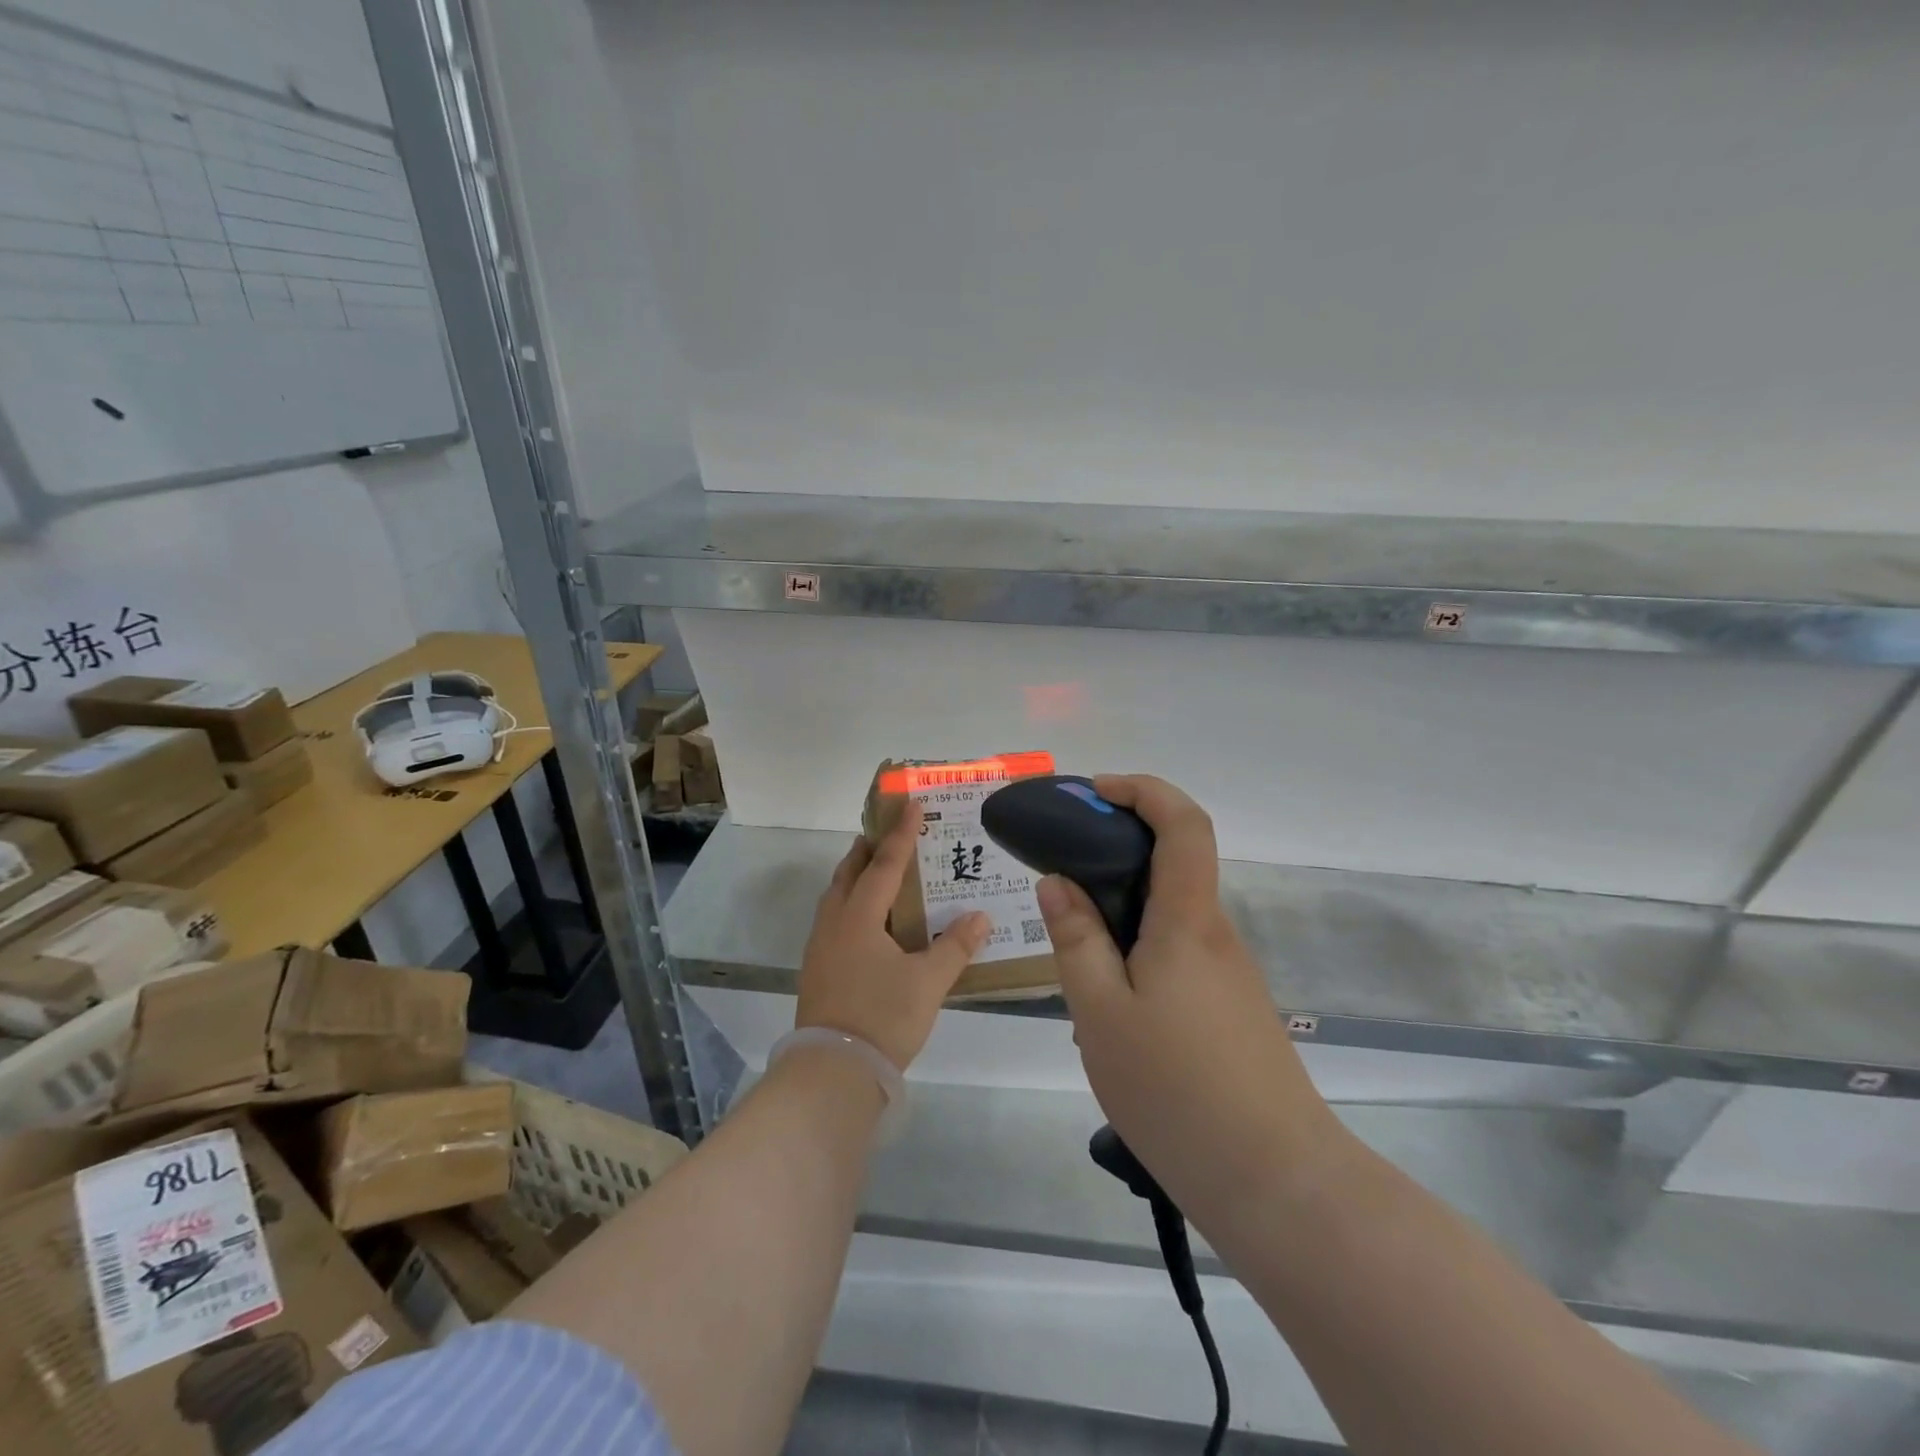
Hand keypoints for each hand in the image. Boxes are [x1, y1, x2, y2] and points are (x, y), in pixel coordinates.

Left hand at [797, 801, 989, 1070]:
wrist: (833, 1070)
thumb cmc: (883, 1017)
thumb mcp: (928, 983)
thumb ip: (955, 946)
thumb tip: (980, 916)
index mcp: (860, 916)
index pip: (885, 863)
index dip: (901, 833)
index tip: (911, 804)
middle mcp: (835, 922)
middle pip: (850, 872)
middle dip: (869, 848)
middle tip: (890, 833)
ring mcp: (821, 946)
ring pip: (838, 895)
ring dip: (857, 875)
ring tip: (879, 871)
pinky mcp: (817, 968)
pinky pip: (834, 918)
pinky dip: (851, 903)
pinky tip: (869, 922)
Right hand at [1037, 775, 1338, 1213]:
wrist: (1274, 1181)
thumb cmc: (1176, 1088)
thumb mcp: (1100, 1012)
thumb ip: (1076, 939)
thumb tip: (1058, 882)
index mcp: (1187, 920)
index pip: (1183, 823)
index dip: (1142, 791)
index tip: (1093, 793)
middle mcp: (1215, 932)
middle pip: (1173, 862)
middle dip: (1116, 849)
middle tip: (1060, 874)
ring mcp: (1228, 972)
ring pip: (1169, 914)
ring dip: (1121, 912)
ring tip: (1073, 958)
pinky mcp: (1231, 1006)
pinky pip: (1178, 953)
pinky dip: (1138, 951)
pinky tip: (1109, 1007)